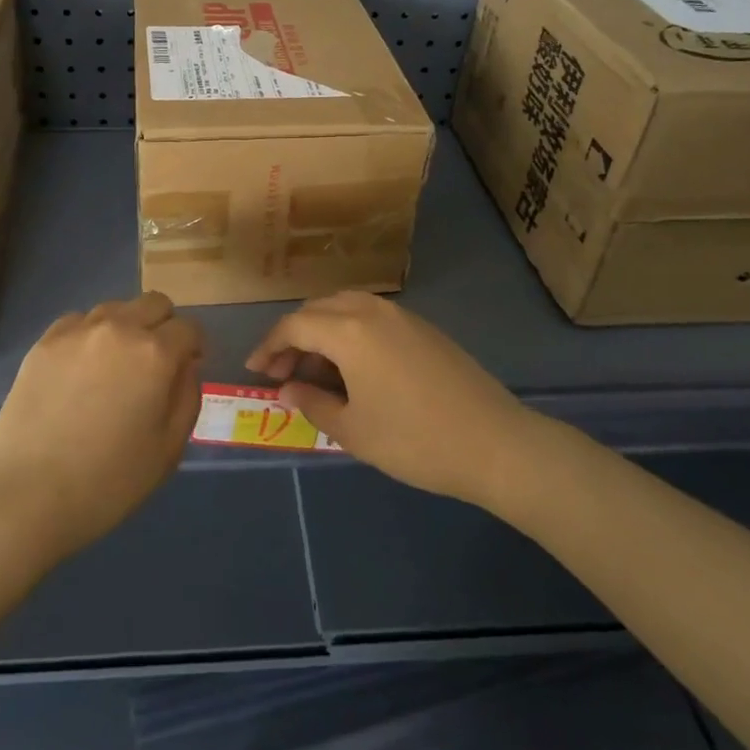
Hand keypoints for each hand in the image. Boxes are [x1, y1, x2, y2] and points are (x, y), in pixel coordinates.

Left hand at [0, 292, 203, 562]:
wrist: (25, 495)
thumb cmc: (107, 482)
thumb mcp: (168, 450)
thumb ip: (187, 397)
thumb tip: (186, 365)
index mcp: (155, 353)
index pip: (189, 328)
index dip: (194, 348)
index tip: (186, 369)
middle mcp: (119, 328)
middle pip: (154, 303)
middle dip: (164, 326)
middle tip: (155, 364)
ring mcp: (77, 331)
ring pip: (116, 308)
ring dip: (126, 327)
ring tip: (114, 367)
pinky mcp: (44, 341)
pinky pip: (79, 322)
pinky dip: (90, 337)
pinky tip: (80, 371)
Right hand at [247, 291, 532, 507]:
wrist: (494, 443)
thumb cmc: (414, 440)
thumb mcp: (353, 430)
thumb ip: (312, 403)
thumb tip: (288, 388)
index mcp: (348, 330)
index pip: (294, 326)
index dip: (269, 346)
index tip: (255, 369)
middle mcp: (371, 310)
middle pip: (318, 310)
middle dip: (293, 337)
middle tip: (282, 373)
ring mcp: (400, 315)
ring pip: (345, 307)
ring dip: (322, 331)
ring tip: (315, 369)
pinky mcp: (422, 327)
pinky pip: (370, 316)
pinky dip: (349, 332)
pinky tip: (352, 367)